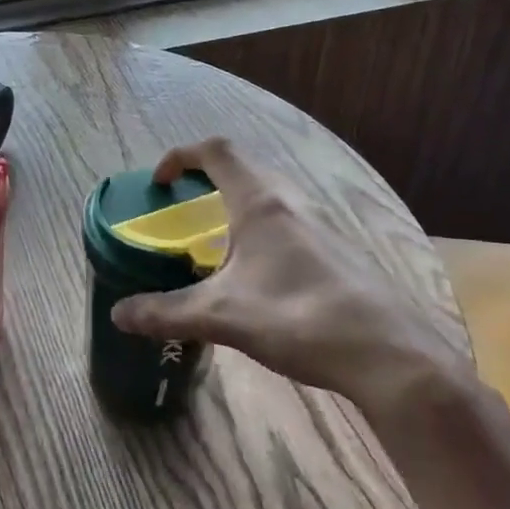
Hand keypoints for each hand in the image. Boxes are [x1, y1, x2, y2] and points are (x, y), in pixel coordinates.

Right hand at [110, 138, 469, 418]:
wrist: (391, 357)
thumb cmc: (300, 319)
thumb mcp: (223, 317)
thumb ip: (167, 313)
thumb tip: (118, 315)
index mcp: (261, 204)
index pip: (217, 151)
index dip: (181, 156)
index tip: (159, 182)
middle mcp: (292, 204)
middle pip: (244, 168)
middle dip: (206, 178)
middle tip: (182, 208)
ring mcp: (320, 227)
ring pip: (269, 195)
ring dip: (235, 204)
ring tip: (213, 241)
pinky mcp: (337, 252)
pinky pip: (288, 222)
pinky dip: (260, 229)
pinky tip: (256, 276)